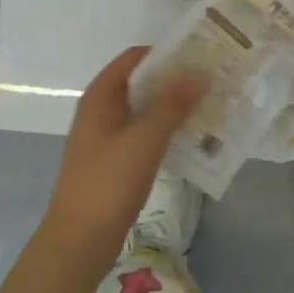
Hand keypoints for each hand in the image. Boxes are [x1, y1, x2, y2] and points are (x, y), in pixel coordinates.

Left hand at [38, 47, 205, 262]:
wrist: (80, 239)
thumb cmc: (109, 182)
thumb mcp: (145, 139)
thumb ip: (173, 105)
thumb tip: (200, 73)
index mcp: (101, 97)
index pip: (135, 58)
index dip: (166, 53)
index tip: (201, 55)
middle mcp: (101, 110)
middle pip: (140, 82)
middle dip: (174, 80)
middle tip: (213, 80)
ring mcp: (107, 136)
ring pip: (144, 110)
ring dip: (173, 106)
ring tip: (210, 105)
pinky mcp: (115, 160)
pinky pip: (144, 134)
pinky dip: (166, 130)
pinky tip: (192, 137)